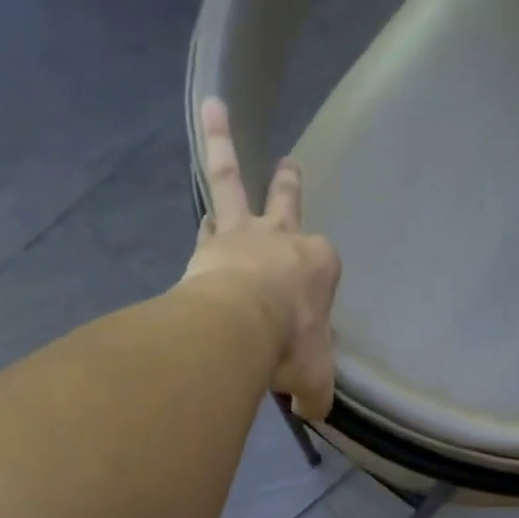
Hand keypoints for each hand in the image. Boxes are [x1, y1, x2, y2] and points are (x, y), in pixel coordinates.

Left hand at [182, 97, 341, 420]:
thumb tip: (308, 410)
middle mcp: (284, 239)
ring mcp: (244, 234)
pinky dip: (200, 205)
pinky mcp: (209, 240)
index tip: (302, 315)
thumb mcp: (314, 380)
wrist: (240, 327)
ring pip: (233, 181)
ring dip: (223, 144)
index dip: (313, 287)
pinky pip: (204, 211)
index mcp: (320, 267)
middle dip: (288, 185)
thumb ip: (314, 395)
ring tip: (214, 107)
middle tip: (289, 164)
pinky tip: (196, 205)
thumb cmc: (289, 347)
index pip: (321, 266)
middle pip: (287, 204)